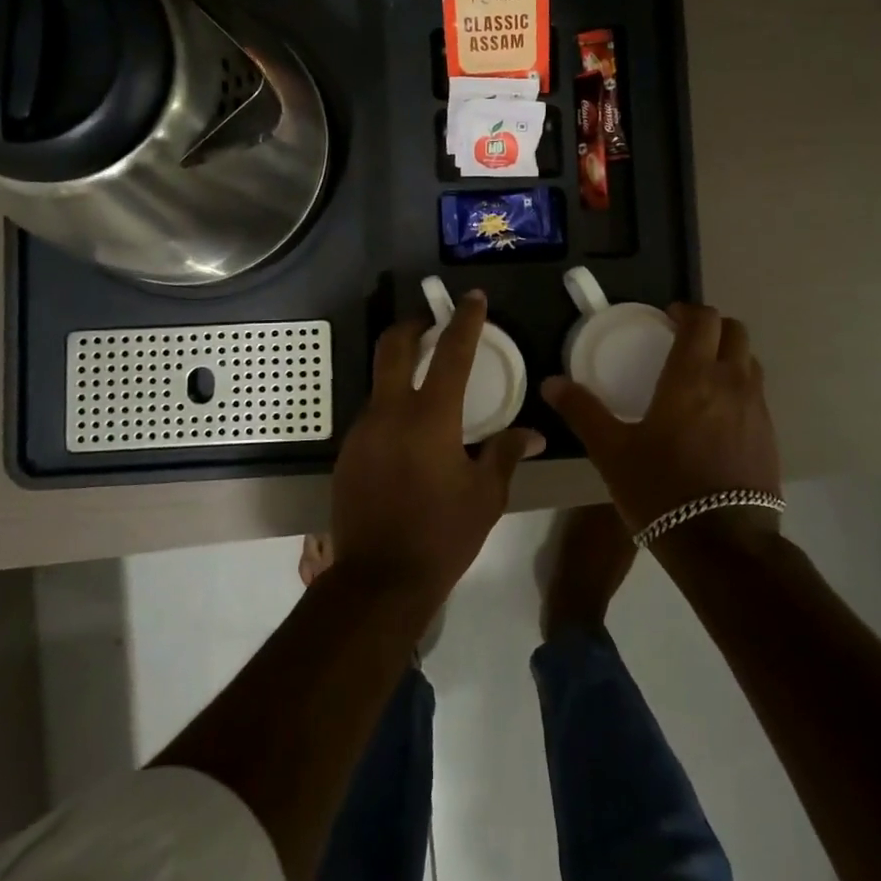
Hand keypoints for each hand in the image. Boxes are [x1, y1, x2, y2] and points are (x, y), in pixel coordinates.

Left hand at [329, 290, 542, 607]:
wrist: (378, 581)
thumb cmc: (442, 536)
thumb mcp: (486, 496)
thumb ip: (505, 454)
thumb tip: (532, 433)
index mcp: (431, 418)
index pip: (451, 353)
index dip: (464, 320)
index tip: (472, 298)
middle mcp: (390, 413)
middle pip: (393, 347)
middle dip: (412, 325)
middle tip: (431, 323)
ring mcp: (362, 431)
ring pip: (380, 383)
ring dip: (401, 372)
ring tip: (426, 390)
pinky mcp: (347, 453)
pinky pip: (372, 416)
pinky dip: (391, 409)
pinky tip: (408, 437)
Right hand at [542, 304, 781, 539]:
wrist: (723, 544)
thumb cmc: (662, 489)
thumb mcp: (612, 451)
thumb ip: (583, 411)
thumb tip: (551, 383)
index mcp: (693, 376)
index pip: (703, 319)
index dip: (687, 310)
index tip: (668, 318)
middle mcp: (732, 383)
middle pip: (735, 331)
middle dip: (712, 327)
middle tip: (685, 341)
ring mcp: (757, 410)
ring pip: (750, 362)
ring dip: (729, 356)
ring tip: (702, 376)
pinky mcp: (770, 437)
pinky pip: (757, 395)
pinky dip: (739, 388)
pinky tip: (717, 417)